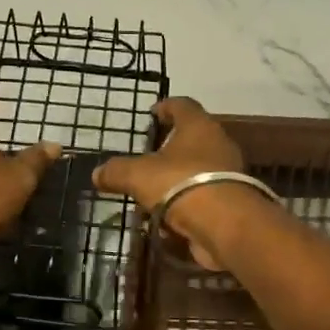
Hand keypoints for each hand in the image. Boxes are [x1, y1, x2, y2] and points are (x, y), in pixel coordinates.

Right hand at [93, 98, 251, 268]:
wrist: (225, 225)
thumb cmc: (180, 184)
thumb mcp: (138, 175)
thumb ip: (116, 171)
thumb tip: (97, 173)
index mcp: (198, 126)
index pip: (182, 105)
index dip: (165, 107)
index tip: (152, 113)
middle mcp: (218, 144)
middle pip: (192, 138)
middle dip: (170, 149)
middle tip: (148, 157)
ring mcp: (229, 174)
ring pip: (197, 171)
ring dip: (177, 181)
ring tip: (152, 193)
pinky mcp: (232, 202)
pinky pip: (203, 198)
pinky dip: (186, 206)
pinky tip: (168, 220)